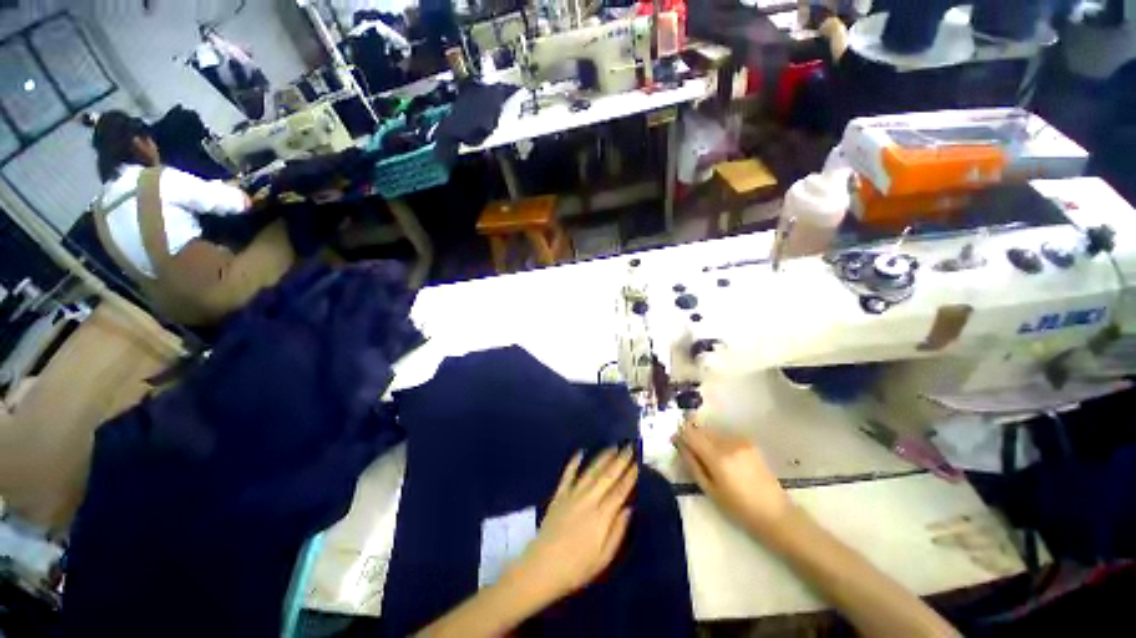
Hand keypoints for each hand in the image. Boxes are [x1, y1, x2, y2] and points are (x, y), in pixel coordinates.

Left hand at [511, 448, 636, 604]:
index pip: (620, 491)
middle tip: (629, 447)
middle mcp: (588, 500)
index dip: (630, 476)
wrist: (543, 567)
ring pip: (591, 471)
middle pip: (607, 476)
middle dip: (620, 460)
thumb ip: (618, 531)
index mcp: (602, 516)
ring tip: (613, 447)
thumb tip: (629, 508)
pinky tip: (580, 452)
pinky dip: (574, 462)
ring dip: (603, 457)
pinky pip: (568, 474)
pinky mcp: (559, 495)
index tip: (637, 463)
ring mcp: (572, 495)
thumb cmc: (577, 567)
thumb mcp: (604, 557)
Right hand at [673, 423, 791, 537]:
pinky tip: (723, 458)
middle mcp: (728, 442)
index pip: (690, 433)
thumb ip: (692, 464)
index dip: (680, 434)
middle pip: (701, 429)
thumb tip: (679, 445)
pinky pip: (725, 436)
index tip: (674, 441)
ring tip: (707, 457)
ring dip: (705, 439)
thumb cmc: (739, 509)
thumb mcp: (709, 490)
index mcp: (717, 457)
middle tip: (689, 451)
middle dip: (692, 436)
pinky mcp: (749, 442)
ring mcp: (740, 440)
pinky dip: (718, 442)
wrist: (775, 514)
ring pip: (713, 432)